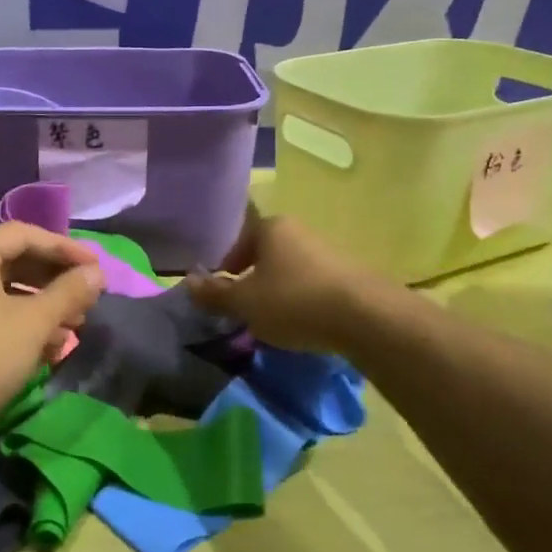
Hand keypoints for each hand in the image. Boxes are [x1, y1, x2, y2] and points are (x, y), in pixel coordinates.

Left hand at [0, 223, 103, 442]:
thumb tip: (96, 272)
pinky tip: (41, 349)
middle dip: (55, 281)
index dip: (67, 249)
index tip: (99, 270)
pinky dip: (18, 324)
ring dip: (40, 306)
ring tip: (72, 329)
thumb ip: (67, 293)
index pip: (27, 234)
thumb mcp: (30, 325)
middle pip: (14, 260)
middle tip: (87, 301)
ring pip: (3, 291)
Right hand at [186, 207, 371, 353]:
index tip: (222, 293)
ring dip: (278, 291)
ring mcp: (327, 250)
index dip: (225, 267)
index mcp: (271, 227)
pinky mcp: (349, 274)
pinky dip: (302, 300)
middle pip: (265, 253)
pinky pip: (313, 284)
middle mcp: (299, 231)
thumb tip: (186, 282)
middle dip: (252, 279)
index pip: (237, 240)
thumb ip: (215, 293)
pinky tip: (304, 323)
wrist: (366, 316)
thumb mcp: (245, 303)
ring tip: (273, 320)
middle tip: (244, 308)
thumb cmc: (294, 301)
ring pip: (289, 269)